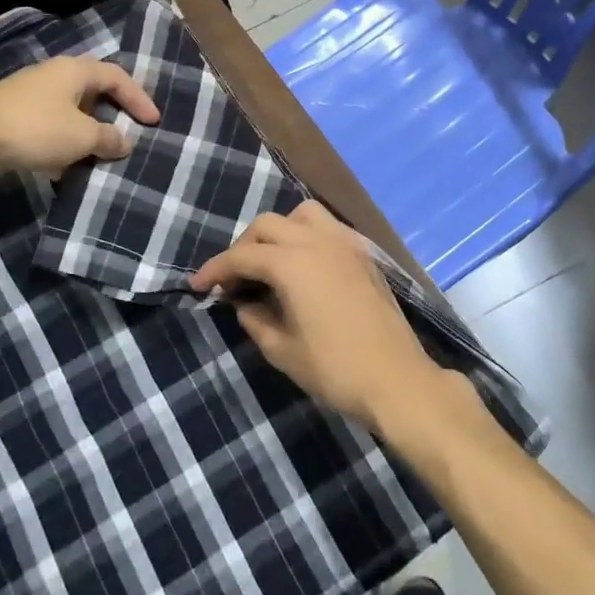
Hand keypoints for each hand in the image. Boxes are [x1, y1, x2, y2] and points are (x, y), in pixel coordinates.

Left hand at [0, 56, 160, 186]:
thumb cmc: (35, 129)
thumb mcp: (82, 136)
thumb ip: (108, 138)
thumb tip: (125, 142)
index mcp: (74, 71)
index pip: (117, 77)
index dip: (139, 98)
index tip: (154, 122)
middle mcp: (53, 76)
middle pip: (93, 91)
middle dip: (112, 114)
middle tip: (128, 134)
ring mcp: (30, 95)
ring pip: (70, 112)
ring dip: (87, 133)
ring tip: (100, 156)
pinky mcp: (13, 117)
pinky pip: (50, 127)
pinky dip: (64, 144)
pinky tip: (65, 168)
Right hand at [190, 200, 449, 432]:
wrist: (397, 380)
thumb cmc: (335, 369)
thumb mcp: (282, 350)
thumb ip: (255, 319)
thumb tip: (243, 303)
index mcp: (293, 263)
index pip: (242, 256)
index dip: (215, 269)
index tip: (197, 285)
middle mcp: (318, 241)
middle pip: (268, 225)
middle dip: (244, 247)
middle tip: (233, 278)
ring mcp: (345, 244)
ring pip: (302, 215)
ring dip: (279, 231)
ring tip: (270, 262)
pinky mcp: (364, 254)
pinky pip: (328, 227)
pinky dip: (306, 235)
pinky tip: (303, 265)